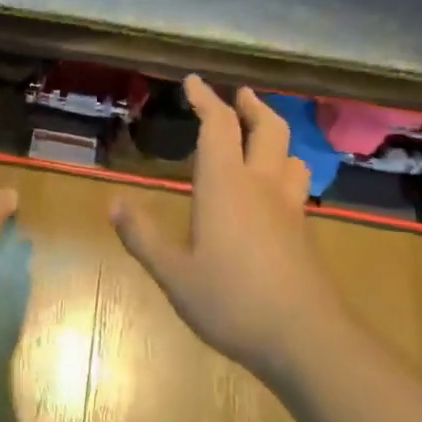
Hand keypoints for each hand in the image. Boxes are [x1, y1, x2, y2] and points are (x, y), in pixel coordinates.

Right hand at [110, 76, 342, 374]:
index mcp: (225, 185)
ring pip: (290, 155)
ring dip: (275, 135)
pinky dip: (284, 169)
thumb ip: (143, 237)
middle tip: (239, 94)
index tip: (194, 81)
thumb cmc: (232, 302)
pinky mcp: (303, 232)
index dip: (206, 98)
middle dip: (252, 105)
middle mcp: (261, 186)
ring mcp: (288, 209)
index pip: (218, 125)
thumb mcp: (174, 274)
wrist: (307, 340)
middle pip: (268, 128)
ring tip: (261, 135)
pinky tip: (273, 190)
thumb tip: (114, 203)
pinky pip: (295, 185)